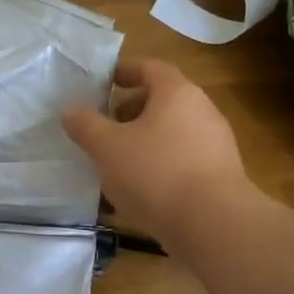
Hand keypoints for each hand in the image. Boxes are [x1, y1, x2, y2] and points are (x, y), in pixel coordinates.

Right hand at [62, 58, 249, 242]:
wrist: (215, 225)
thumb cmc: (156, 172)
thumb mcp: (108, 147)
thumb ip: (86, 126)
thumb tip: (70, 111)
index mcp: (177, 92)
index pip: (151, 68)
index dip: (127, 72)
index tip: (106, 83)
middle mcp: (203, 110)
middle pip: (164, 100)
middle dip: (133, 111)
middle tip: (107, 127)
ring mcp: (217, 144)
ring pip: (175, 131)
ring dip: (147, 140)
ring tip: (121, 162)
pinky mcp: (223, 176)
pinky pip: (186, 159)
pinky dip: (163, 164)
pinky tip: (145, 189)